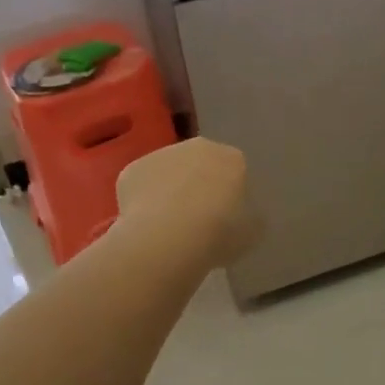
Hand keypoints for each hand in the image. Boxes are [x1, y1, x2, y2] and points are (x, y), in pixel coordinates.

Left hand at [115, 138, 257, 270]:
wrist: (167, 238)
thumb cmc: (219, 234)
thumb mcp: (252, 232)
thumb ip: (251, 217)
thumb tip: (244, 216)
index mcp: (232, 158)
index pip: (235, 171)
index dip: (229, 195)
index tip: (225, 218)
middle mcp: (198, 146)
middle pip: (201, 164)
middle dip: (199, 185)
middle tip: (197, 220)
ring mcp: (161, 154)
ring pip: (169, 172)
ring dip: (170, 191)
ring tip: (168, 226)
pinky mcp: (133, 169)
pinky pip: (142, 185)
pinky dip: (143, 201)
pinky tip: (145, 225)